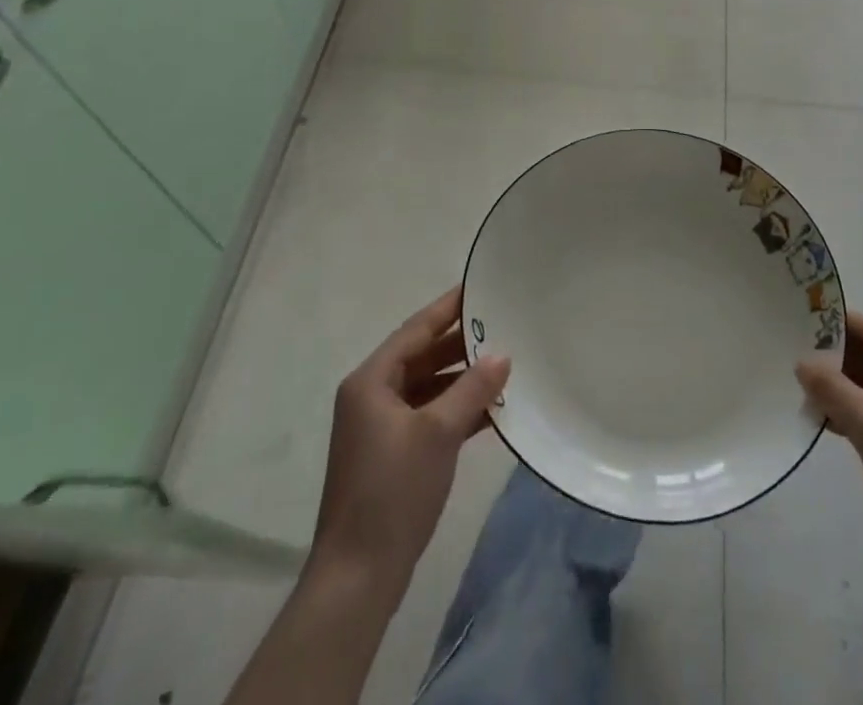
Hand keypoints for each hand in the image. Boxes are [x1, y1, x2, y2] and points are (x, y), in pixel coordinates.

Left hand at [309, 285, 510, 595]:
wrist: (358, 576)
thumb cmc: (393, 491)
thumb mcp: (438, 433)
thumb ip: (472, 389)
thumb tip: (503, 354)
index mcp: (371, 381)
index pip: (415, 330)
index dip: (447, 308)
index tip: (478, 286)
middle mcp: (371, 396)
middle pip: (420, 356)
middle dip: (460, 344)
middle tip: (501, 324)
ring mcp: (380, 428)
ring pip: (427, 387)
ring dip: (461, 379)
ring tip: (504, 363)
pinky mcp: (392, 455)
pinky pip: (428, 416)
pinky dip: (456, 409)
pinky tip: (491, 409)